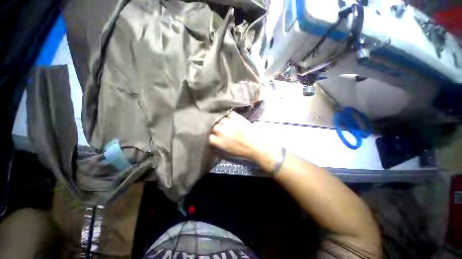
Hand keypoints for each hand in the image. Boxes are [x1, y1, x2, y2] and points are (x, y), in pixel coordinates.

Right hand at [209, 111, 263, 159]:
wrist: (257, 145)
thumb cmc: (243, 151)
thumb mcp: (228, 151)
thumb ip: (219, 144)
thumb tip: (214, 139)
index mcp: (220, 142)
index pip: (209, 136)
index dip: (211, 135)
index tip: (214, 135)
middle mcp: (223, 131)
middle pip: (214, 126)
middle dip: (216, 127)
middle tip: (222, 129)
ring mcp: (230, 123)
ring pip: (221, 119)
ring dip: (223, 121)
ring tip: (227, 123)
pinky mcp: (237, 118)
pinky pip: (229, 114)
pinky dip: (230, 116)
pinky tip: (232, 118)